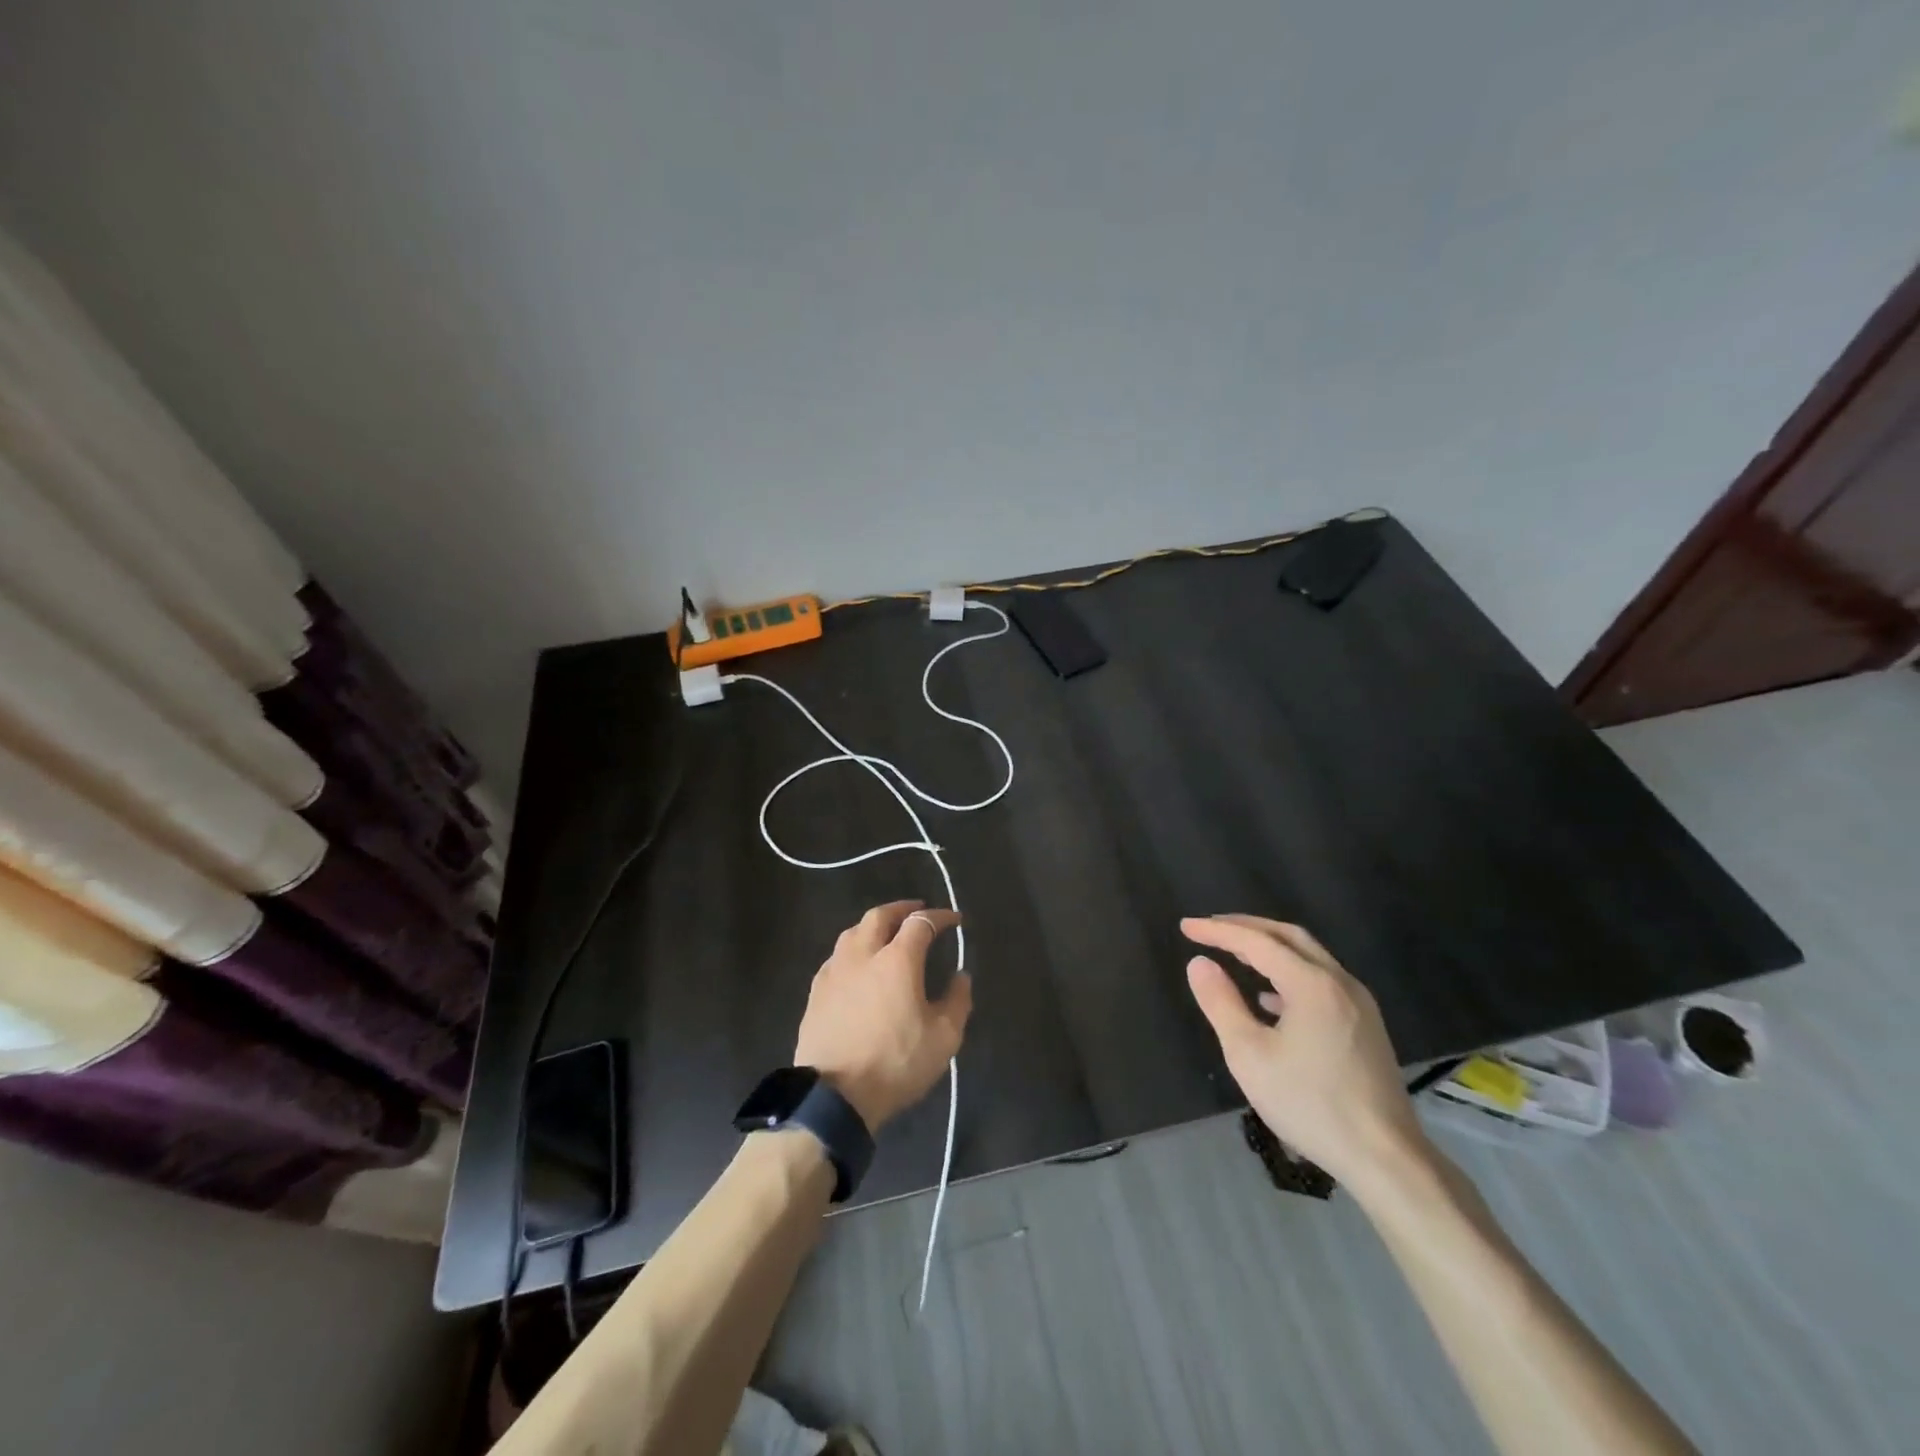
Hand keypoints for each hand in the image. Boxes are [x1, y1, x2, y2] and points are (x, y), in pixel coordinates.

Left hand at [794, 900, 971, 1131]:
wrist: (834, 1096)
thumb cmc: (895, 1063)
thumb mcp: (943, 1038)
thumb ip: (957, 1000)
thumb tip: (960, 976)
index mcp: (897, 959)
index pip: (921, 923)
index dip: (940, 917)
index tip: (955, 920)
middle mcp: (863, 954)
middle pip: (880, 916)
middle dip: (902, 909)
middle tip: (916, 911)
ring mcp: (835, 971)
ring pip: (853, 932)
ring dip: (873, 925)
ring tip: (886, 933)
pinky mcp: (816, 991)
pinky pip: (837, 956)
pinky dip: (853, 950)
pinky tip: (857, 964)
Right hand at [1182, 914, 1428, 1194]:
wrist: (1386, 1159)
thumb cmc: (1310, 1104)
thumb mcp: (1249, 1055)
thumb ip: (1221, 1003)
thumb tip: (1199, 963)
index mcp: (1311, 984)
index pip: (1256, 941)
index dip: (1218, 931)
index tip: (1185, 926)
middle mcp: (1339, 982)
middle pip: (1288, 937)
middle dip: (1246, 927)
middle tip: (1210, 928)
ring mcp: (1358, 1004)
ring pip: (1308, 957)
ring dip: (1269, 949)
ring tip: (1235, 954)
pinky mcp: (1366, 1026)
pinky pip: (1321, 981)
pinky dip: (1289, 974)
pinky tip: (1269, 999)